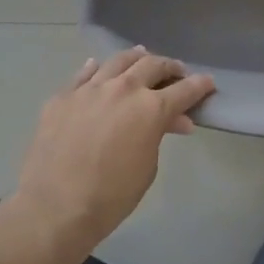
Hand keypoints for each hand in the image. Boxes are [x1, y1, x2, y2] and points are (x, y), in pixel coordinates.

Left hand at [11, 47, 214, 256]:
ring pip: (118, 61)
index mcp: (150, 108)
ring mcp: (89, 88)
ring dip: (136, 58)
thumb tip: (171, 120)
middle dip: (169, 67)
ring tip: (142, 57)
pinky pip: (84, 74)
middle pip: (152, 65)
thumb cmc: (112, 195)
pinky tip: (99, 68)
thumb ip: (159, 134)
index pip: (184, 90)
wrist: (55, 206)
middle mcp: (122, 88)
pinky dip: (97, 69)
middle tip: (176, 72)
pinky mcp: (63, 96)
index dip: (199, 85)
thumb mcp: (147, 166)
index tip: (208, 82)